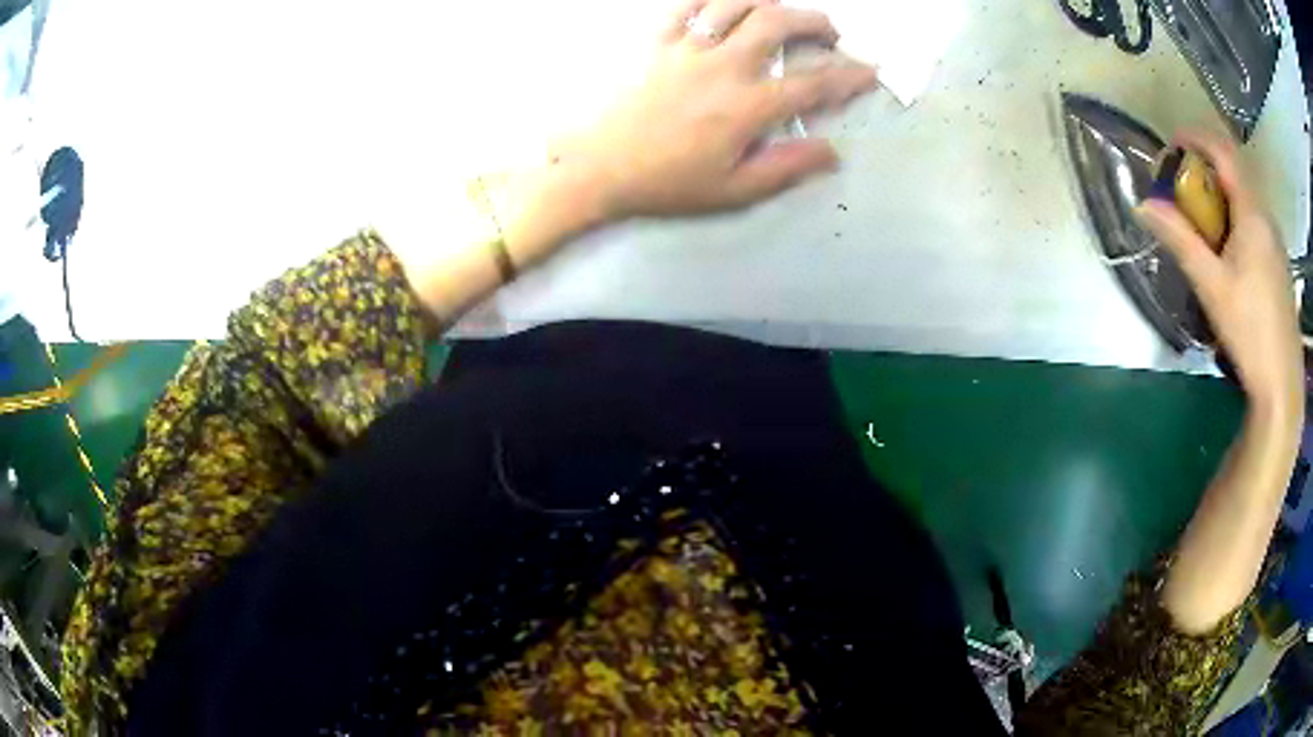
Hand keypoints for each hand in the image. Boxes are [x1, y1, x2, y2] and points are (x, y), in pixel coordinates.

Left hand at [555, 0, 878, 218]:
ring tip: (785, 11)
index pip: (814, 82)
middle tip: (830, 34)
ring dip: (770, 2)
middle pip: (779, 23)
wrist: (595, 166)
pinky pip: (687, 5)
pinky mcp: (657, 40)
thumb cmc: (665, 183)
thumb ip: (786, 168)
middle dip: (815, 22)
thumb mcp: (733, 190)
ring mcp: (688, 47)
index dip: (849, 75)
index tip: (870, 71)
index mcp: (748, 106)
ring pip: (737, 4)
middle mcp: (724, 65)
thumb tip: (832, 151)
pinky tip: (726, 4)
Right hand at [1137, 131, 1302, 413]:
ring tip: (1204, 222)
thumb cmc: (1249, 332)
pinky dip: (1236, 216)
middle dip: (1206, 167)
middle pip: (1235, 170)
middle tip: (1184, 188)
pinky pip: (1255, 220)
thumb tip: (1144, 204)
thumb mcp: (1211, 286)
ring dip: (1222, 194)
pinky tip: (1229, 251)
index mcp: (1252, 213)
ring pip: (1246, 196)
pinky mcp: (1279, 262)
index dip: (1195, 137)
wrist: (1282, 385)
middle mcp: (1267, 216)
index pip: (1223, 150)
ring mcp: (1276, 240)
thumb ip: (1180, 239)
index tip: (1172, 144)